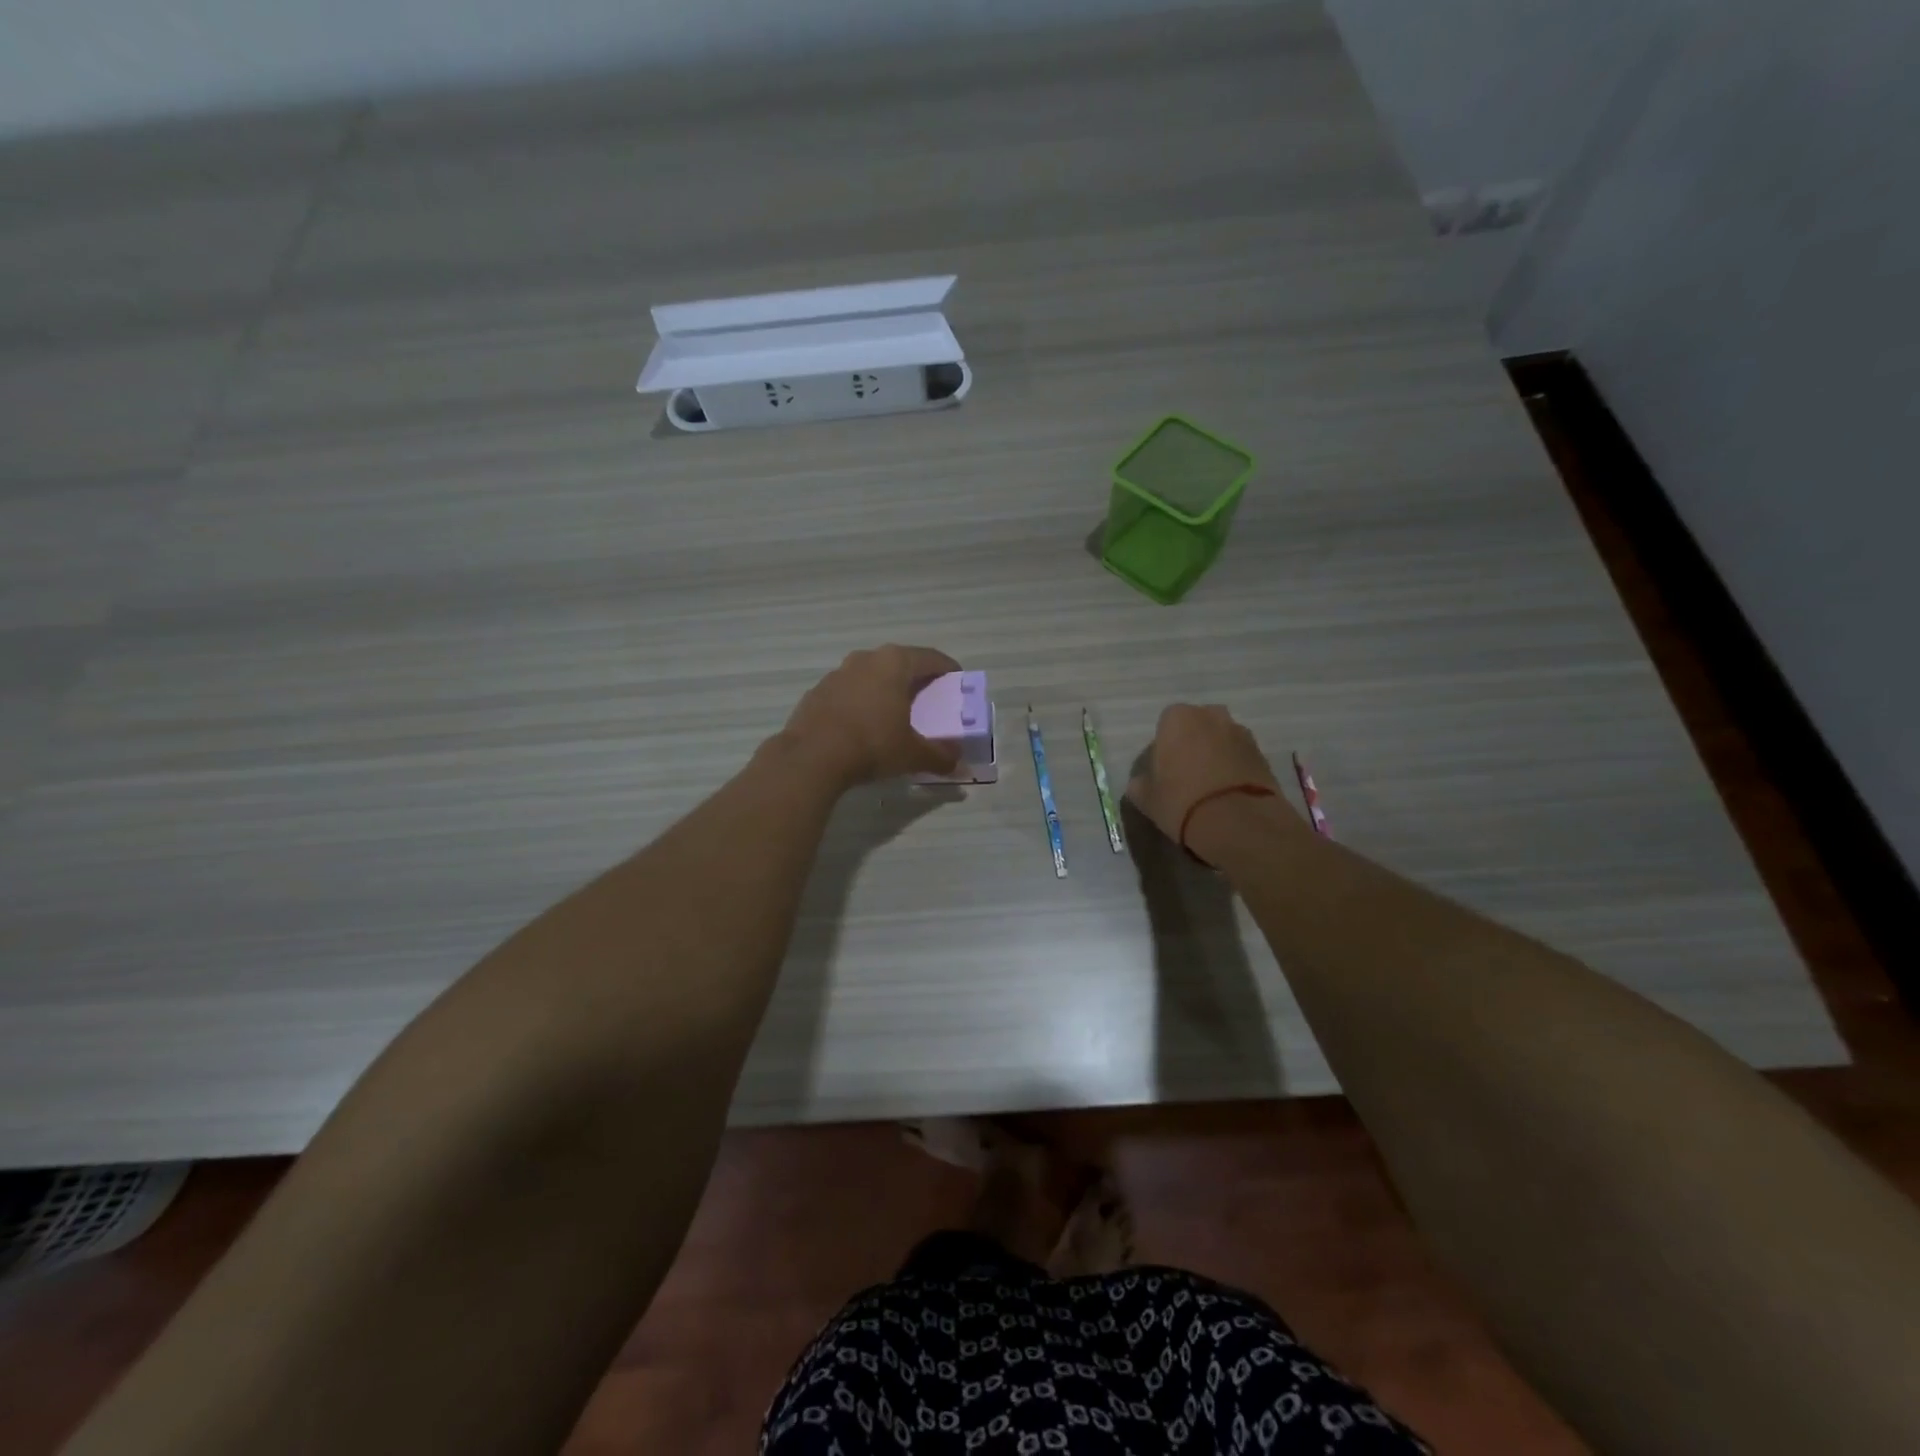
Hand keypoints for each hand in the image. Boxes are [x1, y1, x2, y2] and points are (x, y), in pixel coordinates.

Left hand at [780, 645, 963, 787]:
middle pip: (900, 663)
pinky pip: (849, 692)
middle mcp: (866, 659)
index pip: (931, 658)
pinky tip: (864, 726)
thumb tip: (959, 765)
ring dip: (885, 690)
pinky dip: (861, 703)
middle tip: (929, 700)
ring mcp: (837, 673)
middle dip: (916, 680)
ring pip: (871, 676)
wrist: (811, 757)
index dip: (948, 670)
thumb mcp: (913, 754)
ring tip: (895, 714)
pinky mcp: (817, 692)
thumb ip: (940, 756)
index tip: (958, 683)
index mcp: (894, 663)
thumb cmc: (872, 744)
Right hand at [1125, 703, 1296, 862]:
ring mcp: (1241, 733)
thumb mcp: (1146, 798)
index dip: (1165, 747)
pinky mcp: (1263, 755)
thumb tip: (1142, 782)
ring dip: (1216, 755)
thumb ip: (1140, 783)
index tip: (1164, 770)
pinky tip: (1229, 794)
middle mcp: (1211, 716)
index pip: (1166, 724)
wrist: (1239, 823)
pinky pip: (1241, 756)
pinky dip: (1235, 768)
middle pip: (1198, 726)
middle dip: (1193, 744)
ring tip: (1211, 787)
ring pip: (1221, 739)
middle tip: (1186, 775)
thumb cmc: (1181, 802)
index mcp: (1178, 719)